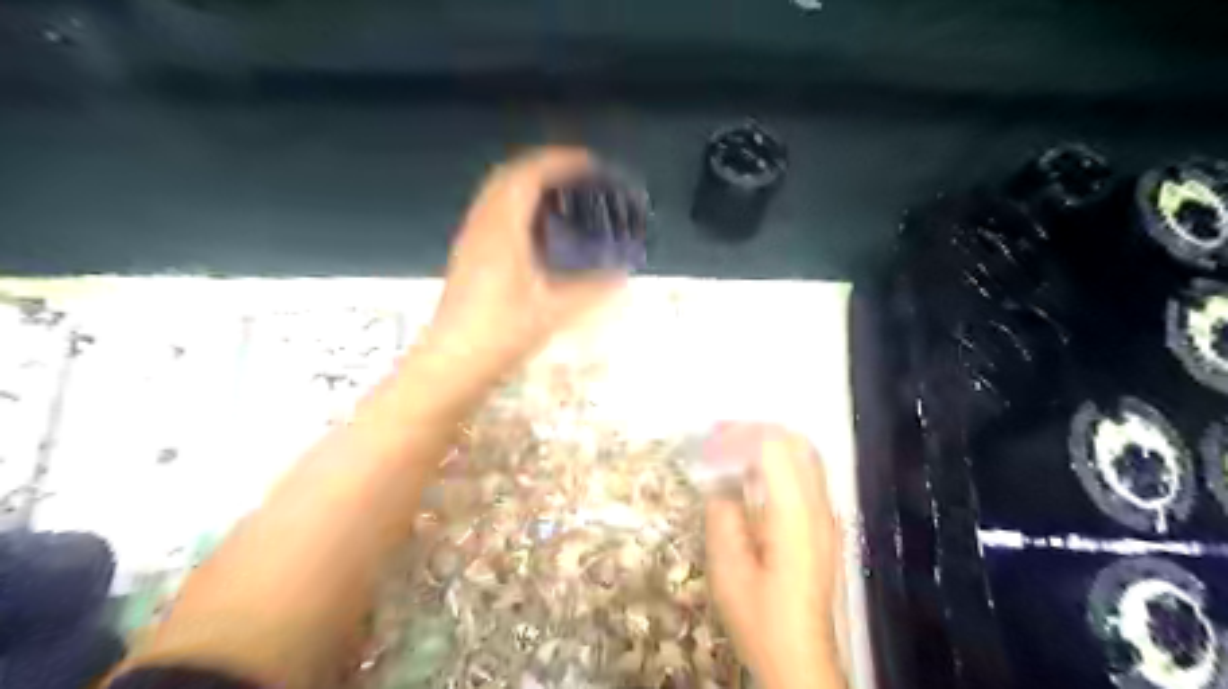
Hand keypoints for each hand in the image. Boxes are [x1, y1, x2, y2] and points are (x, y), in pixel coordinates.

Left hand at [429, 149, 628, 378]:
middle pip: (510, 175)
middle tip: (579, 176)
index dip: (562, 162)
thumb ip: (593, 289)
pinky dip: (518, 205)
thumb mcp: (555, 311)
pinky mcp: (468, 255)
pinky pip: (493, 212)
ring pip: (498, 193)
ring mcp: (471, 239)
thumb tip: (623, 274)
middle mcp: (483, 224)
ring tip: (562, 196)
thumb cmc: (502, 332)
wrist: (452, 362)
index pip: (530, 174)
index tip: (592, 164)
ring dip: (530, 184)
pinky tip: (537, 229)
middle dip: (546, 167)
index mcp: (503, 228)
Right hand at [701, 422, 845, 687]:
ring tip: (730, 450)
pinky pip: (805, 473)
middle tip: (716, 439)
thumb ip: (723, 516)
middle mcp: (819, 507)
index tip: (707, 448)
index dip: (737, 437)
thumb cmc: (761, 618)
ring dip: (766, 443)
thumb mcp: (728, 570)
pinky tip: (751, 476)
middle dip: (753, 431)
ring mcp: (827, 515)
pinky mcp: (825, 524)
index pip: (772, 447)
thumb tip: (720, 482)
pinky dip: (777, 461)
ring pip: (803, 453)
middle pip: (793, 441)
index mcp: (795, 515)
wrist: (801, 658)